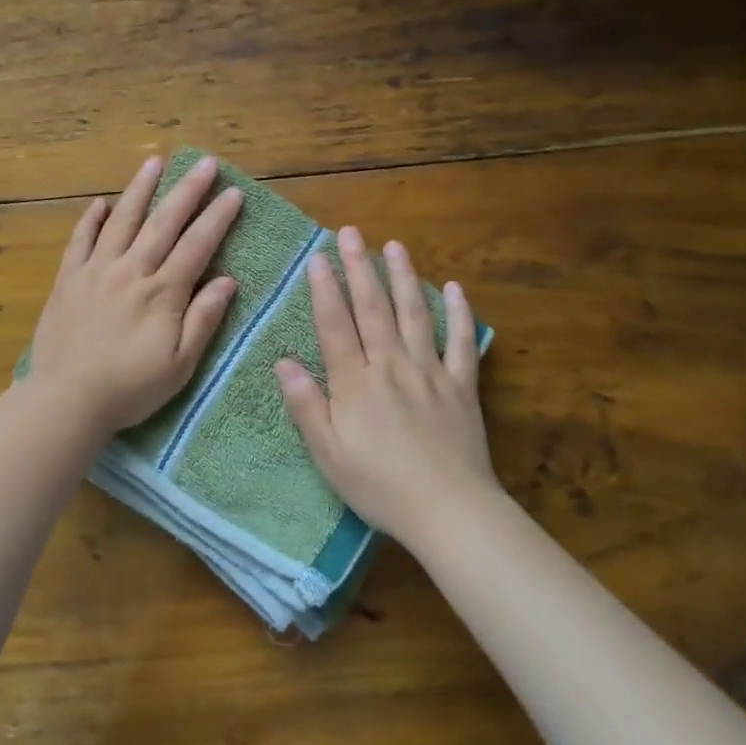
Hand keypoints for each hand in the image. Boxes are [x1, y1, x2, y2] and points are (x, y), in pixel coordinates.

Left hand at [25, 154, 243, 437]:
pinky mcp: (68, 279)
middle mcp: (131, 271)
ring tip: (154, 161)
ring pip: (122, 221)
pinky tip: (101, 202)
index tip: (234, 193)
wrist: (66, 400)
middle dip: (187, 190)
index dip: (217, 218)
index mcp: (162, 293)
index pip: (196, 245)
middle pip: (164, 222)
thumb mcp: (180, 365)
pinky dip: (91, 219)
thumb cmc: (130, 388)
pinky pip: (80, 241)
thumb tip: (228, 281)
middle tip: (205, 162)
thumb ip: (203, 320)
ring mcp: (96, 271)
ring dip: (140, 189)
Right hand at [276, 226, 496, 546]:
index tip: (317, 256)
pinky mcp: (462, 386)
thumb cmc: (380, 486)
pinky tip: (455, 288)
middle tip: (350, 232)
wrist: (449, 512)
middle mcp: (391, 365)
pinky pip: (462, 343)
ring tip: (394, 246)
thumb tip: (283, 361)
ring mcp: (430, 372)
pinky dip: (460, 314)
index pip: (336, 325)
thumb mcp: (328, 454)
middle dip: (359, 267)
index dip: (324, 289)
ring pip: (414, 314)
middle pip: (373, 308)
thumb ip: (306, 405)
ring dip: (403, 277)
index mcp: (356, 382)